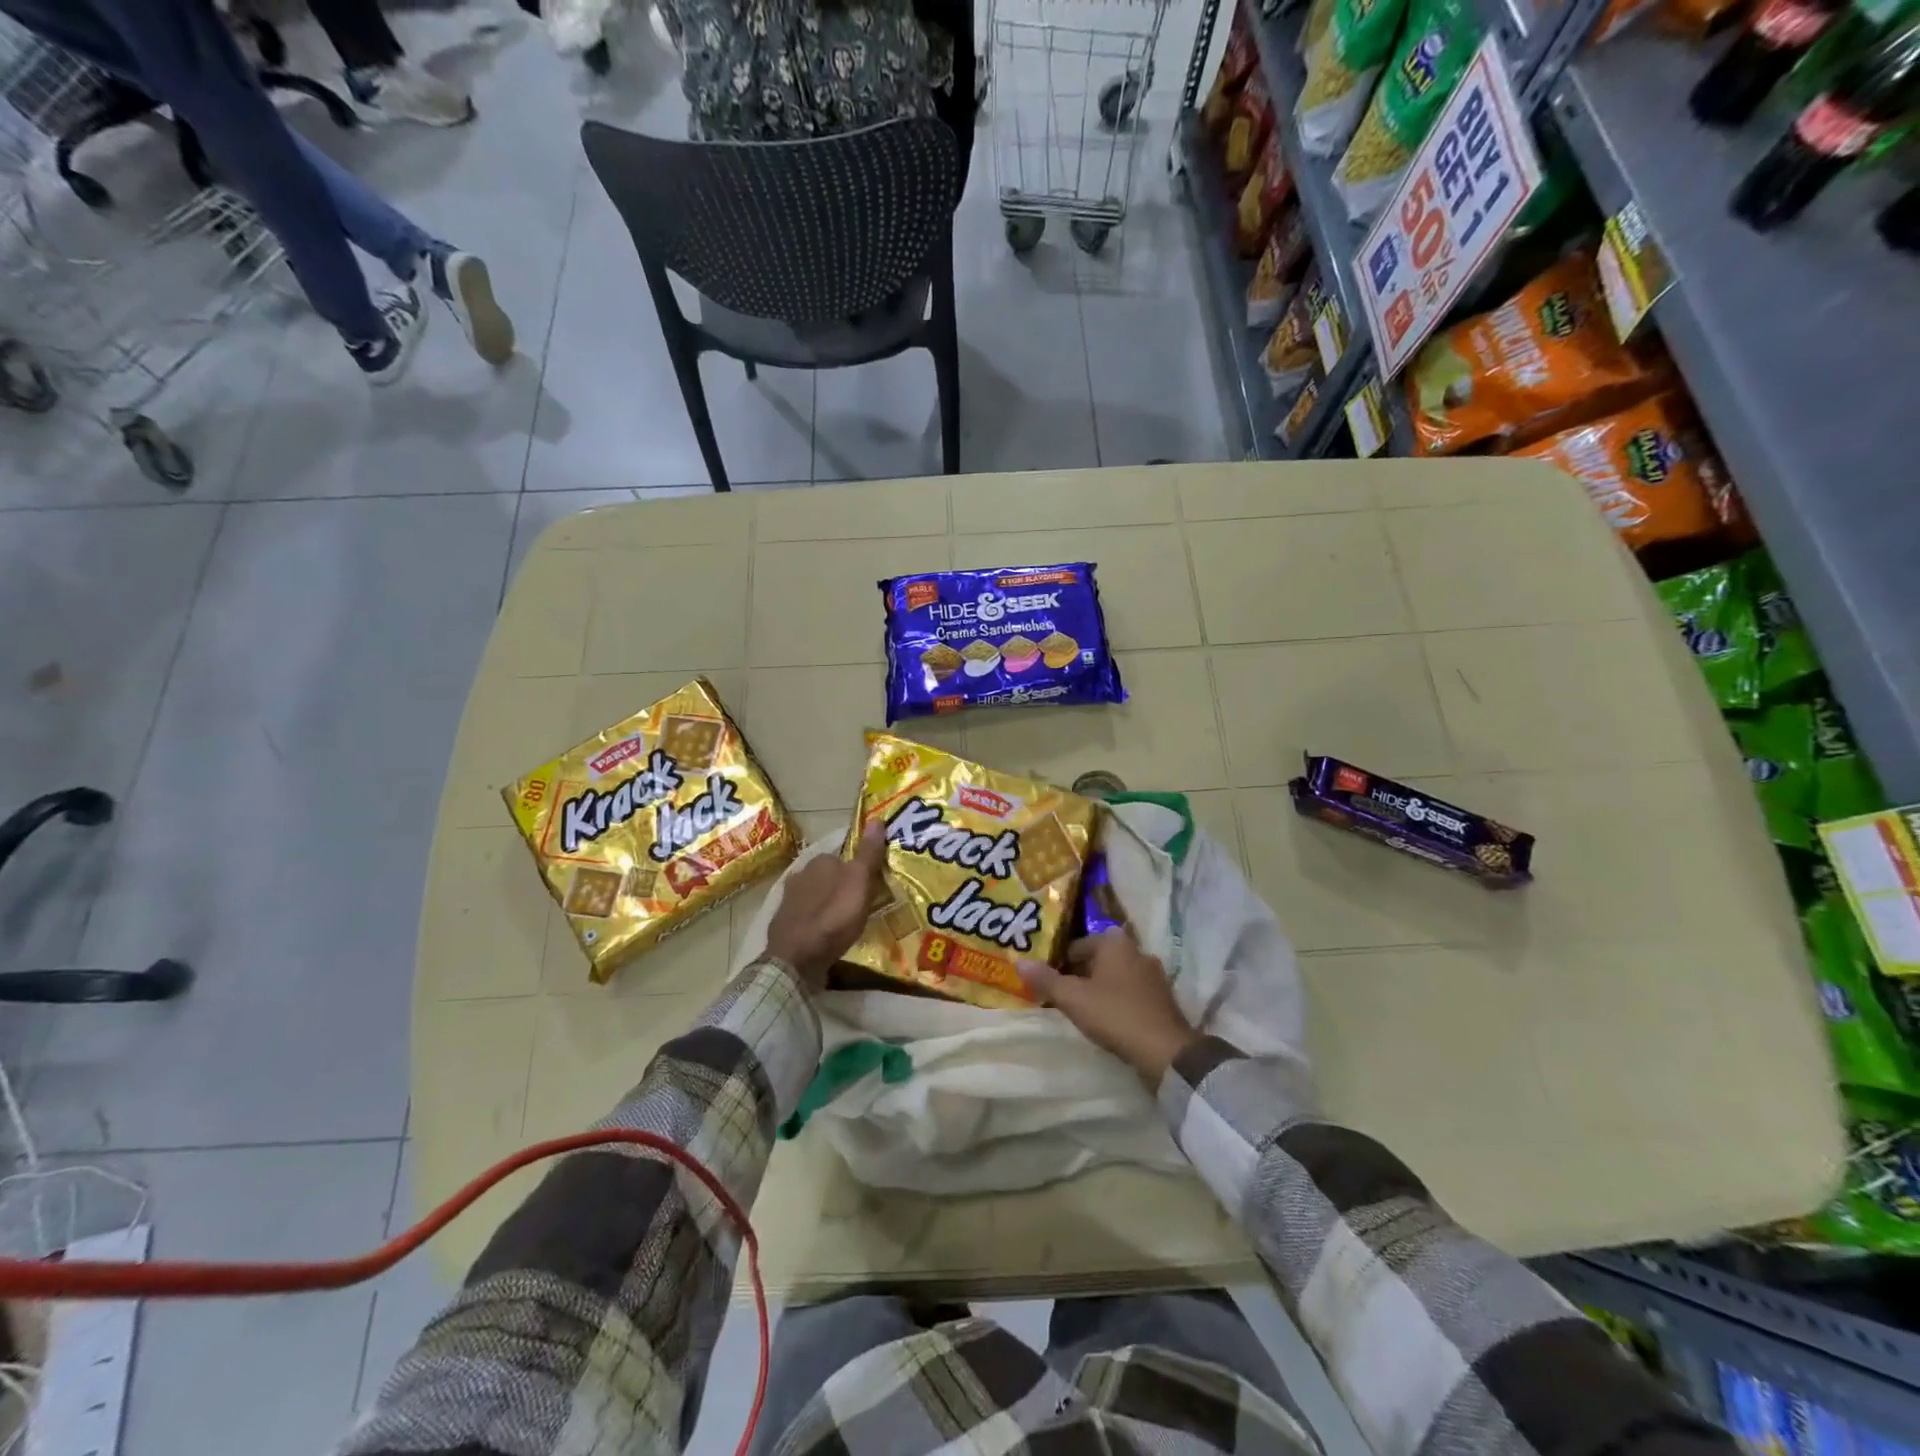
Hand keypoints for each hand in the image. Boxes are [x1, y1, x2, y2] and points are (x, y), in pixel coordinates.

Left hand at [764, 822, 888, 989]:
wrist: (796, 958)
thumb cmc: (833, 917)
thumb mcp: (859, 882)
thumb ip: (868, 854)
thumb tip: (876, 818)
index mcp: (821, 860)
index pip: (844, 856)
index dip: (858, 870)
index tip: (870, 885)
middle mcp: (801, 873)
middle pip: (829, 875)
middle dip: (842, 886)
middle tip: (860, 904)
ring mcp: (789, 898)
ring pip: (816, 894)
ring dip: (828, 903)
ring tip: (845, 920)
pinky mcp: (783, 921)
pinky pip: (806, 914)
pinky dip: (816, 920)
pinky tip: (825, 932)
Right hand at [1018, 930, 1197, 1080]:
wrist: (1165, 1050)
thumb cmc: (1115, 1014)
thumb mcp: (1073, 998)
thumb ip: (1046, 980)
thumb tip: (1019, 963)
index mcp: (1115, 943)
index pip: (1079, 943)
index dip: (1061, 960)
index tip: (1049, 979)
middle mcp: (1137, 951)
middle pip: (1099, 959)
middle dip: (1081, 973)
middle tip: (1062, 993)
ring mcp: (1154, 975)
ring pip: (1117, 975)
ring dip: (1100, 987)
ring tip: (1082, 1008)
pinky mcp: (1163, 999)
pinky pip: (1132, 992)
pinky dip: (1118, 1000)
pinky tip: (1108, 1019)